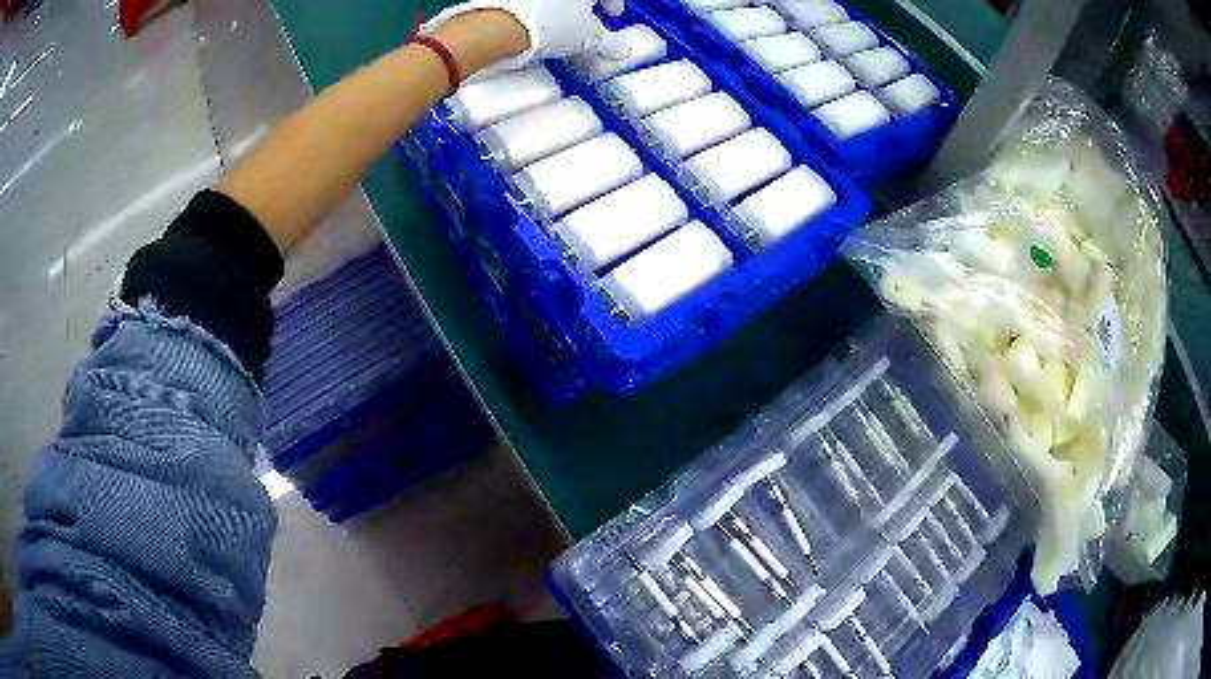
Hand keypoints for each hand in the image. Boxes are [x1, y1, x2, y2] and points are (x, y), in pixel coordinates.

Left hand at [422, 0, 628, 71]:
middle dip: (585, 4)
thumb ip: (609, 42)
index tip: (613, 14)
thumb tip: (620, 48)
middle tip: (587, 19)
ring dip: (561, 5)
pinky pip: (528, 2)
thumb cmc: (547, 24)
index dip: (614, 3)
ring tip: (558, 25)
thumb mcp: (589, 39)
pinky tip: (534, 23)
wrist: (497, 26)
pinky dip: (537, 7)